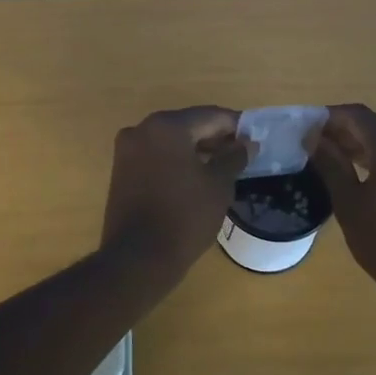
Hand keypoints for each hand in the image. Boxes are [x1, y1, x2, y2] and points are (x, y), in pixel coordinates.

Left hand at [100, 107, 247, 275]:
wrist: (138, 258)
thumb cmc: (185, 216)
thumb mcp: (219, 185)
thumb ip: (234, 157)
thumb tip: (247, 143)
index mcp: (167, 126)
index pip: (210, 116)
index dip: (235, 126)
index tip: (254, 139)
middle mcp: (142, 129)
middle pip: (188, 125)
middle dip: (214, 137)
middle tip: (240, 154)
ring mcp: (127, 150)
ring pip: (171, 141)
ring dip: (196, 150)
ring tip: (221, 168)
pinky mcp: (121, 170)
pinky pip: (156, 156)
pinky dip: (176, 161)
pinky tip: (195, 178)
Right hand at [311, 104, 375, 296]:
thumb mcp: (350, 204)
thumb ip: (331, 164)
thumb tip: (314, 139)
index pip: (358, 116)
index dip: (329, 117)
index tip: (306, 128)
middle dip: (344, 133)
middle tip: (314, 146)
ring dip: (362, 147)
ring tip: (333, 161)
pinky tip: (362, 175)